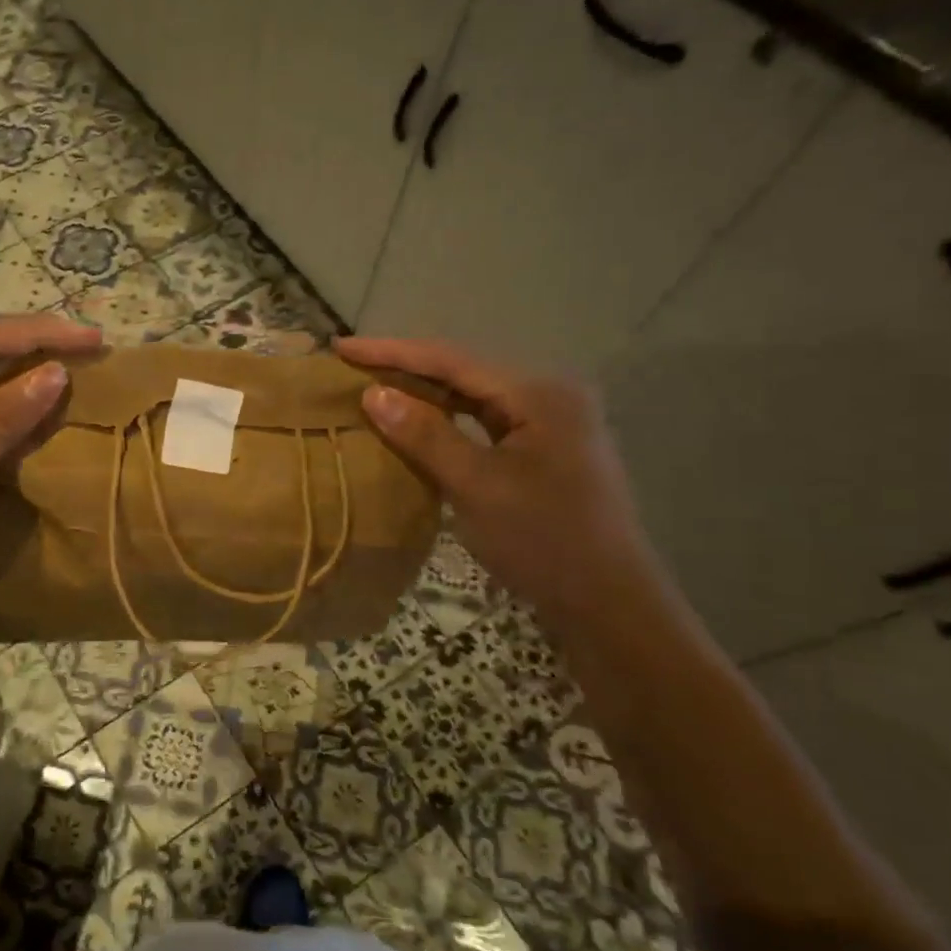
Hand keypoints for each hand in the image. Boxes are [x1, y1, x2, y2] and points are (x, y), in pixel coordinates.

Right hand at [338, 336, 666, 630]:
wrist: (608, 603)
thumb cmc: (544, 541)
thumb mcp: (476, 486)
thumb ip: (425, 435)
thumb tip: (373, 393)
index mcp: (538, 393)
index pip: (451, 361)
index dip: (392, 353)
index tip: (341, 347)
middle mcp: (546, 396)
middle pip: (461, 373)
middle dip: (404, 369)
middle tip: (349, 366)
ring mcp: (547, 423)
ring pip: (470, 398)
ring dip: (422, 395)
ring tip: (371, 388)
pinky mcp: (541, 450)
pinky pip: (481, 424)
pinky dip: (443, 422)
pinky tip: (412, 425)